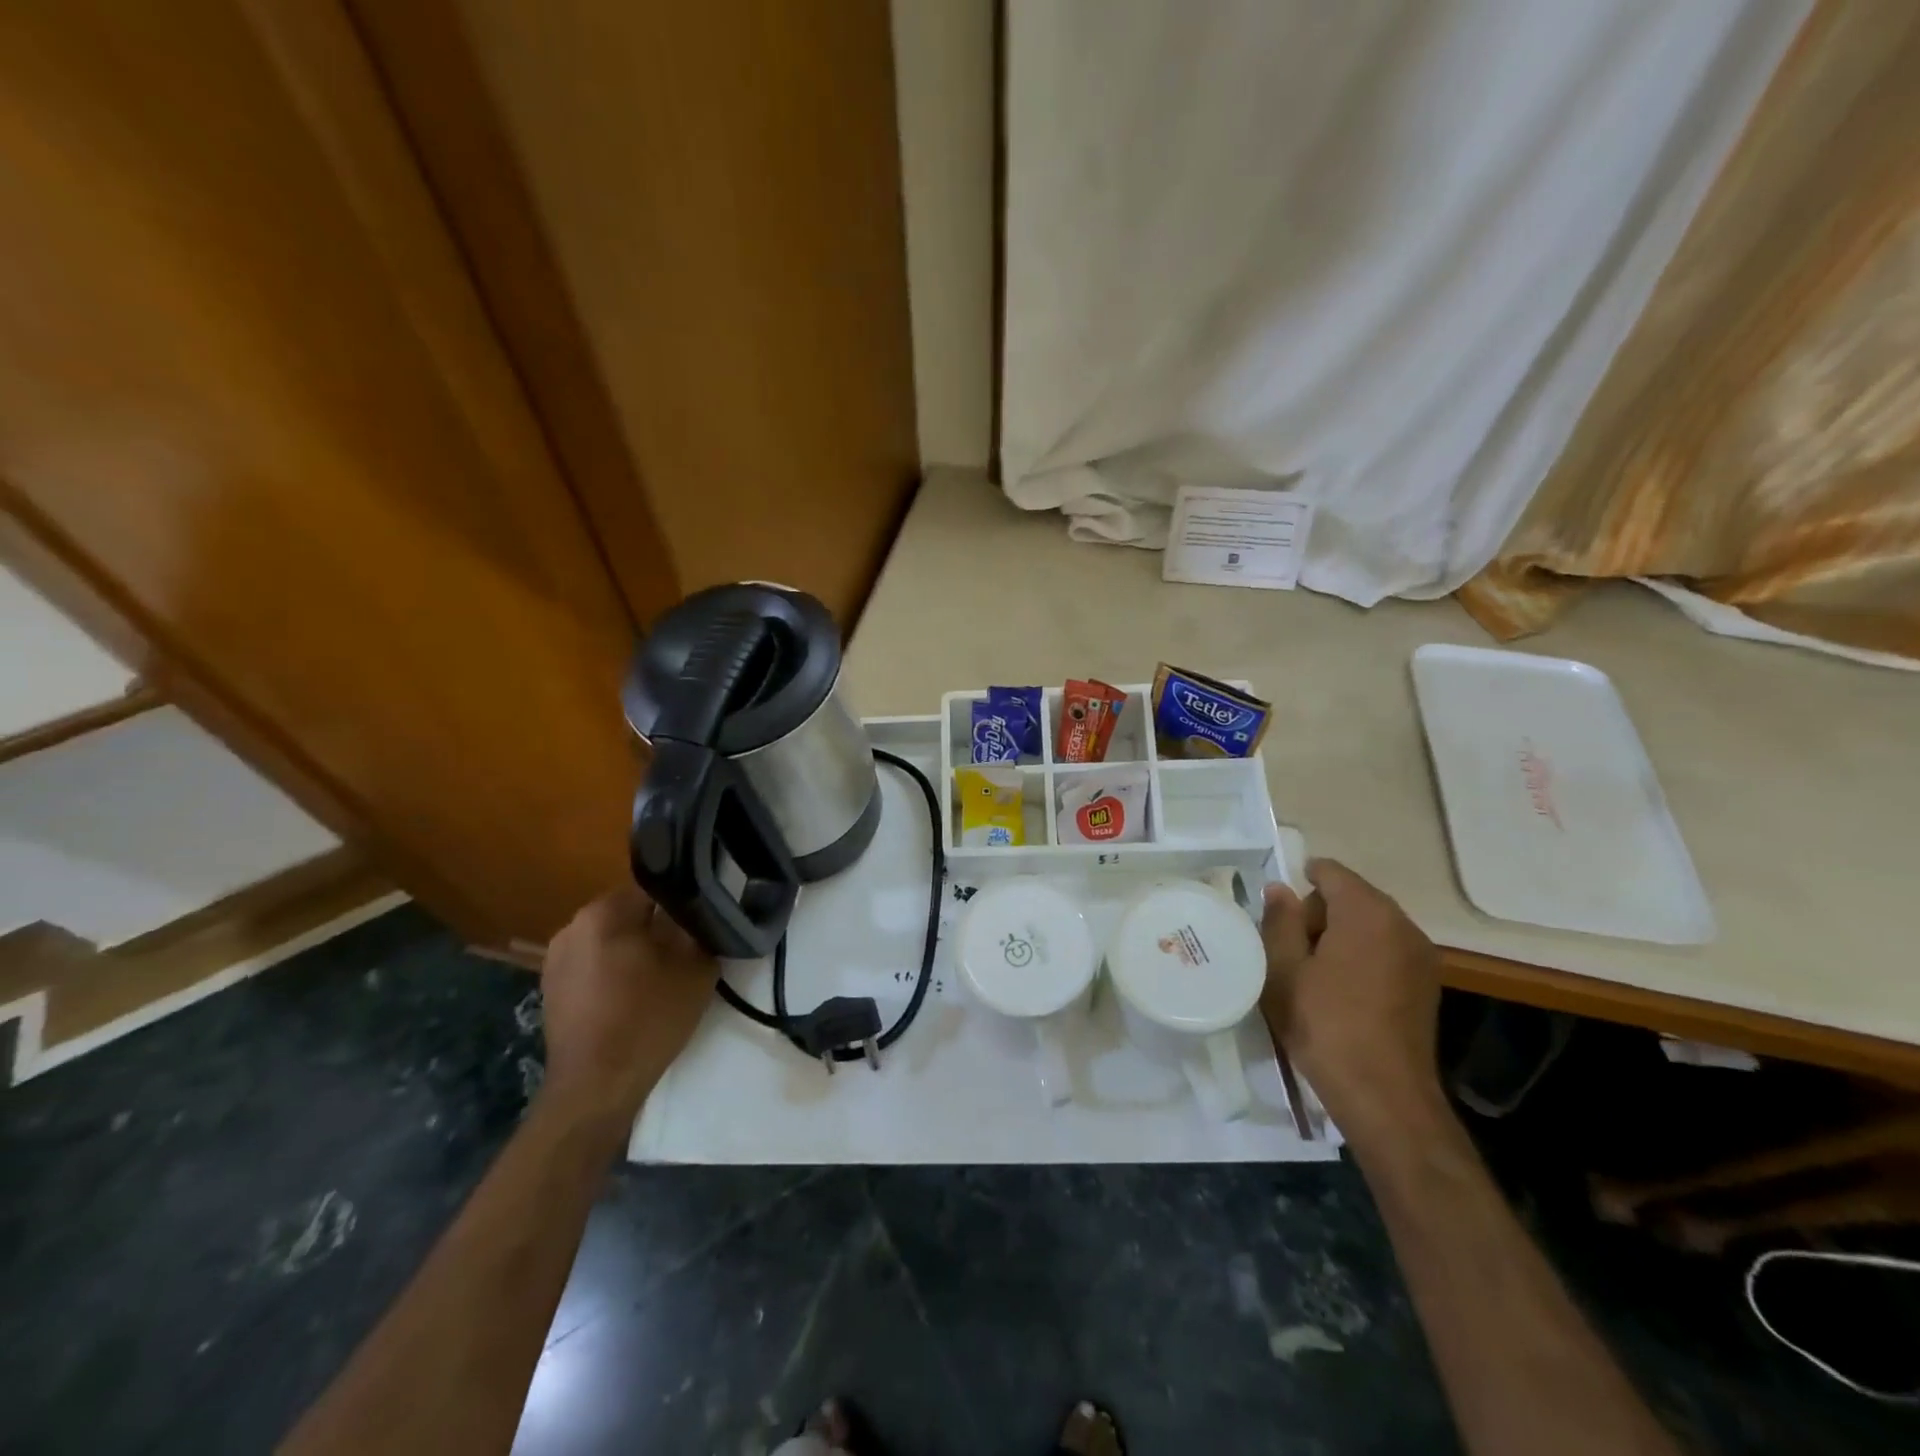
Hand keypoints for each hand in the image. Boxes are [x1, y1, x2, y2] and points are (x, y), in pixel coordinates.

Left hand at [538, 886, 716, 1128]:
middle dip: (657, 927)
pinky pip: (593, 965)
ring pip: (610, 939)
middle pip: (629, 913)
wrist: (597, 1086)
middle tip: (686, 952)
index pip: (655, 888)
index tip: (700, 925)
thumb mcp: (695, 966)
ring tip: (661, 977)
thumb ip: (699, 927)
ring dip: (635, 951)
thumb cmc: (649, 1018)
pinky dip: (614, 973)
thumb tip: (699, 910)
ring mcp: (555, 959)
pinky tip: (634, 997)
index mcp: (603, 912)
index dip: (683, 904)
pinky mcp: (551, 990)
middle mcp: (572, 926)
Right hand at [1259, 858, 1444, 1146]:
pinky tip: (1341, 991)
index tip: (1278, 913)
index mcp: (1367, 913)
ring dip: (1340, 936)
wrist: (1383, 1095)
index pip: (1330, 872)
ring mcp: (1420, 956)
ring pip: (1369, 925)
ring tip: (1313, 973)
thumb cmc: (1324, 1024)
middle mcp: (1402, 924)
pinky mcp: (1426, 984)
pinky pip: (1386, 950)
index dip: (1300, 882)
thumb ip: (1280, 920)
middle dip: (1318, 913)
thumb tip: (1280, 889)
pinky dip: (1361, 956)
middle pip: (1352, 896)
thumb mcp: (1283, 969)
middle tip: (1290, 950)